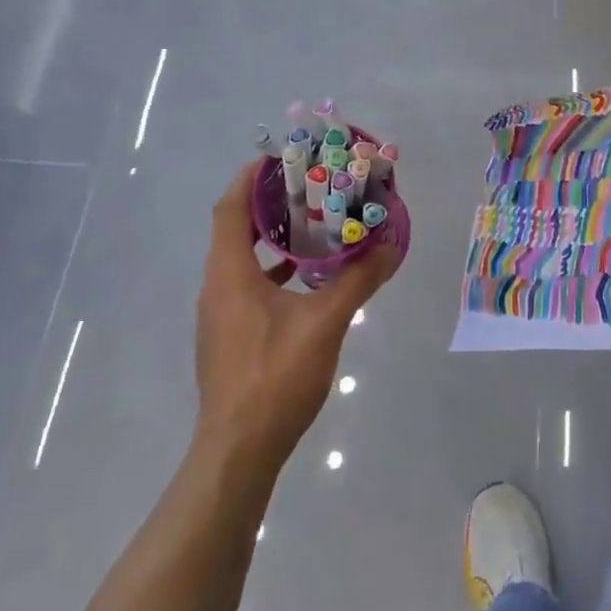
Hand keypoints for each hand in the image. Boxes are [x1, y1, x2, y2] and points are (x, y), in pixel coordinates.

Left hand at [193, 160, 399, 467]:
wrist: (238, 453)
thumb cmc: (275, 376)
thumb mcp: (325, 322)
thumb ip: (357, 280)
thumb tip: (391, 246)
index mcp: (230, 274)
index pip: (230, 209)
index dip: (250, 178)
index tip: (279, 157)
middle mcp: (218, 287)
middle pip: (236, 229)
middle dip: (269, 203)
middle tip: (309, 186)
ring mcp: (221, 316)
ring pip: (243, 260)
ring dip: (274, 238)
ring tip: (314, 224)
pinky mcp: (230, 338)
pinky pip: (249, 286)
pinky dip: (275, 271)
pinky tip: (309, 279)